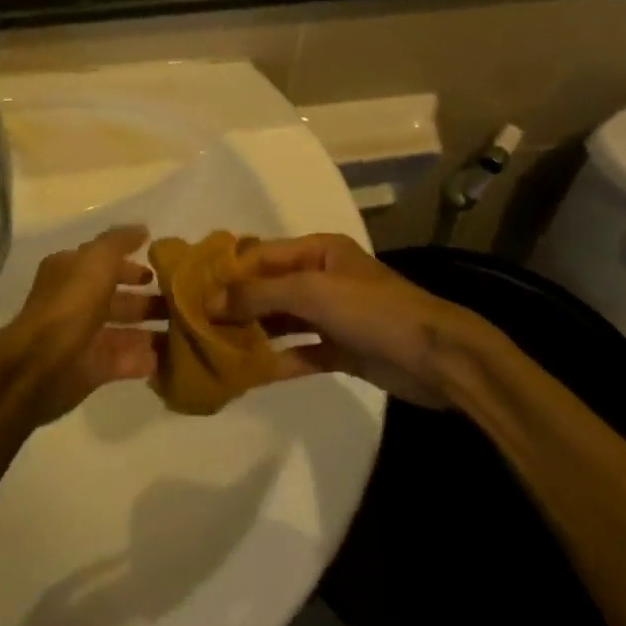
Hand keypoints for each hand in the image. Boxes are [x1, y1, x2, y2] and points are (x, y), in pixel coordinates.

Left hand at [0, 226, 163, 426]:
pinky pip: (127, 360)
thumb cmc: (69, 305)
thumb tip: (142, 229)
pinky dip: (148, 358)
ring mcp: (85, 337)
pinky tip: (176, 356)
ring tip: (187, 330)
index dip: (132, 264)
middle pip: (117, 298)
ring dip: (153, 330)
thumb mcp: (96, 260)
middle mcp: (76, 302)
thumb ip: (119, 242)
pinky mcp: (93, 368)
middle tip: (183, 302)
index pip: (105, 263)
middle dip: (148, 299)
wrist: (41, 366)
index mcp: (71, 273)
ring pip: (125, 330)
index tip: (163, 270)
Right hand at [219, 235, 491, 408]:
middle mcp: (323, 278)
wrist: (435, 356)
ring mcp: (332, 315)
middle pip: (269, 288)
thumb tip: (212, 300)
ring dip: (253, 333)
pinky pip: (300, 351)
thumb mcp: (312, 292)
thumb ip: (260, 294)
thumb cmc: (372, 310)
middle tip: (196, 324)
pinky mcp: (341, 349)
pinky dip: (277, 360)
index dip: (228, 272)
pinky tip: (248, 374)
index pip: (262, 255)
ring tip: (213, 349)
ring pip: (282, 321)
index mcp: (319, 251)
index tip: (190, 290)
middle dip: (236, 305)